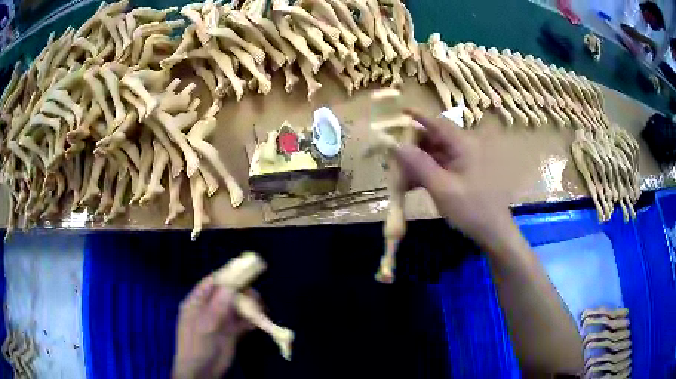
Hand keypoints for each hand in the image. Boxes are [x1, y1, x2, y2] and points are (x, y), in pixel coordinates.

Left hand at [172, 275, 250, 378]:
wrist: (202, 371)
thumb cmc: (197, 345)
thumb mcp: (204, 324)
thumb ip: (218, 304)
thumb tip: (233, 284)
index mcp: (197, 302)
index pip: (212, 283)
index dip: (227, 276)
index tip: (245, 272)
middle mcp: (209, 308)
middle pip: (227, 294)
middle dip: (241, 292)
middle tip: (255, 296)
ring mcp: (221, 321)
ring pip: (237, 307)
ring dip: (249, 306)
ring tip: (260, 309)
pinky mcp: (231, 333)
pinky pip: (242, 322)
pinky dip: (251, 320)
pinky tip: (258, 322)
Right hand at [394, 110, 516, 250]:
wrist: (493, 232)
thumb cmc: (471, 209)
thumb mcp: (442, 188)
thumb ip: (419, 165)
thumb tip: (397, 145)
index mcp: (463, 146)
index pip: (437, 124)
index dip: (418, 116)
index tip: (399, 111)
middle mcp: (464, 149)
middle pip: (434, 139)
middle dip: (412, 147)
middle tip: (392, 157)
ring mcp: (464, 162)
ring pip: (434, 154)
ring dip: (416, 163)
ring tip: (398, 177)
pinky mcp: (462, 175)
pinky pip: (440, 167)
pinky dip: (425, 173)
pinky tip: (411, 186)